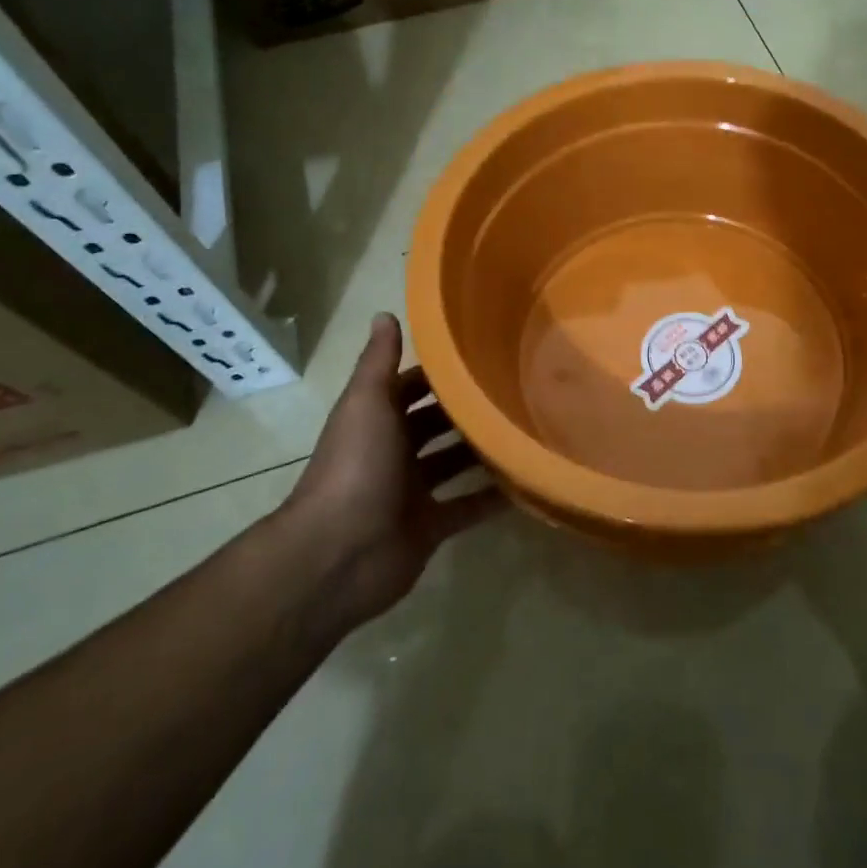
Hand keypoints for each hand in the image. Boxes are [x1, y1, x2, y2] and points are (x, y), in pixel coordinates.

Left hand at [278, 313, 503, 626]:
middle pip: (436, 425)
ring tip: (528, 428)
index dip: (440, 373)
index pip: (412, 387)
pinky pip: (467, 507)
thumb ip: (379, 361)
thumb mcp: (367, 403)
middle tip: (518, 390)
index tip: (485, 353)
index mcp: (377, 420)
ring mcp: (412, 492)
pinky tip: (527, 481)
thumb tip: (385, 312)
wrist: (338, 555)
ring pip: (454, 463)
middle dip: (468, 410)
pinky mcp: (429, 527)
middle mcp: (394, 452)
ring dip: (483, 451)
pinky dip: (492, 498)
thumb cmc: (356, 467)